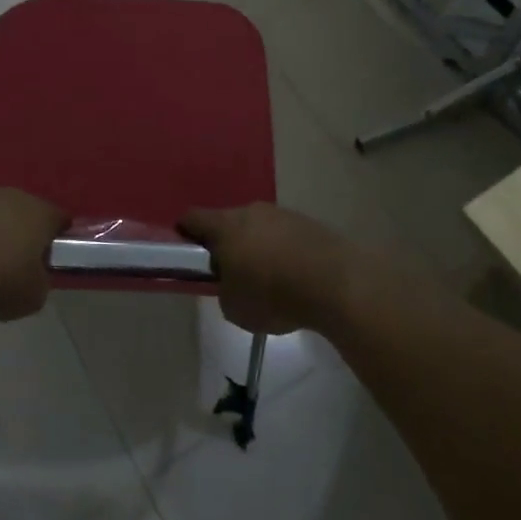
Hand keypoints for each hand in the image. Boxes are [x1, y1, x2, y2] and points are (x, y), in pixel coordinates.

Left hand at [0, 186, 66, 320]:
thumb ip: (40, 280)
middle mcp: (9, 195)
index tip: (49, 256)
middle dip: (17, 229)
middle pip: (20, 210)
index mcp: (39, 213)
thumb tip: (34, 275)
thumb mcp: (34, 295)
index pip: (57, 218)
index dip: (56, 236)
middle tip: (11, 258)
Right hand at [178, 203, 363, 334]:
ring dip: (257, 247)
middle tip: (231, 274)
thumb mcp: (234, 308)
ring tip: (268, 281)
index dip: (184, 233)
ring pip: (258, 228)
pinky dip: (283, 252)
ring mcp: (282, 214)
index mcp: (225, 226)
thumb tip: (232, 283)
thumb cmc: (273, 294)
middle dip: (226, 244)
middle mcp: (251, 211)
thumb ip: (224, 290)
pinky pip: (284, 236)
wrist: (336, 282)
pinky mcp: (308, 224)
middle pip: (228, 222)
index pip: (192, 218)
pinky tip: (294, 278)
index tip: (186, 252)